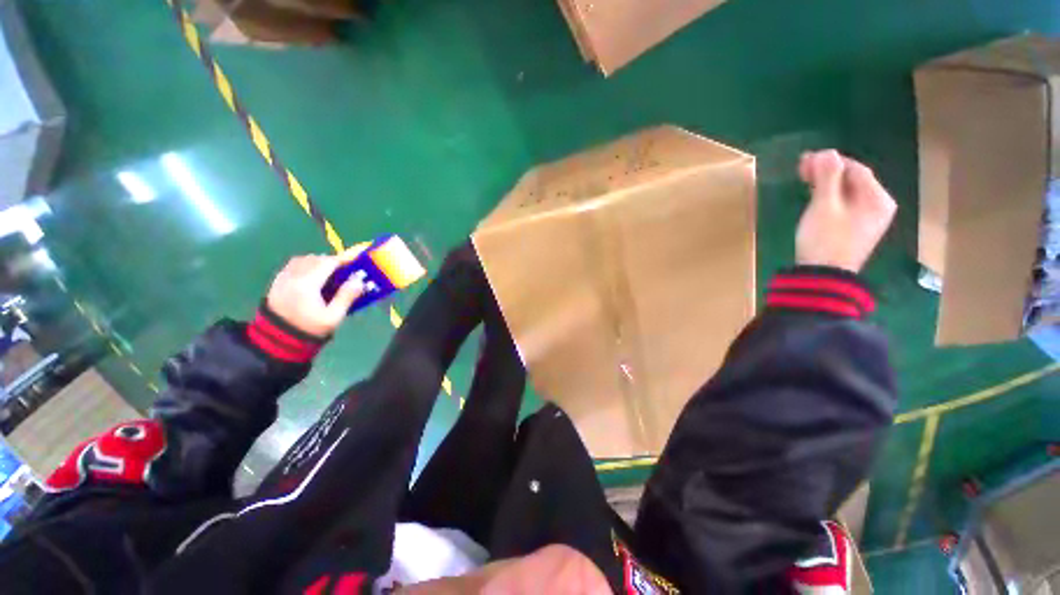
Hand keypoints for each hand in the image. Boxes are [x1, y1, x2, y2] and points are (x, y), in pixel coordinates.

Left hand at [265, 252, 363, 337]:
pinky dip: (306, 265)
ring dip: (318, 261)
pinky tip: (313, 275)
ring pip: (303, 259)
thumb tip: (359, 279)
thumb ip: (347, 296)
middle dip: (332, 261)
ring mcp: (283, 278)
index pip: (328, 262)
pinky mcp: (277, 281)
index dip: (344, 259)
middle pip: (316, 259)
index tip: (357, 259)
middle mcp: (293, 276)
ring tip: (329, 271)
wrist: (279, 338)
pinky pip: (293, 265)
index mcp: (308, 284)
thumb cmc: (310, 328)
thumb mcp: (333, 316)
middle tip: (346, 269)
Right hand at [796, 150, 896, 272]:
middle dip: (828, 171)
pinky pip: (846, 204)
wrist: (823, 276)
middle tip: (801, 169)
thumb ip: (827, 177)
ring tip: (804, 181)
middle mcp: (879, 206)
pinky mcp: (856, 229)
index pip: (856, 169)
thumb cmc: (824, 239)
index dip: (830, 161)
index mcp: (877, 198)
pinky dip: (830, 197)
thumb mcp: (824, 206)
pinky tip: (816, 198)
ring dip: (827, 183)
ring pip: (848, 192)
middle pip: (854, 180)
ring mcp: (869, 219)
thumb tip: (826, 152)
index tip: (804, 160)